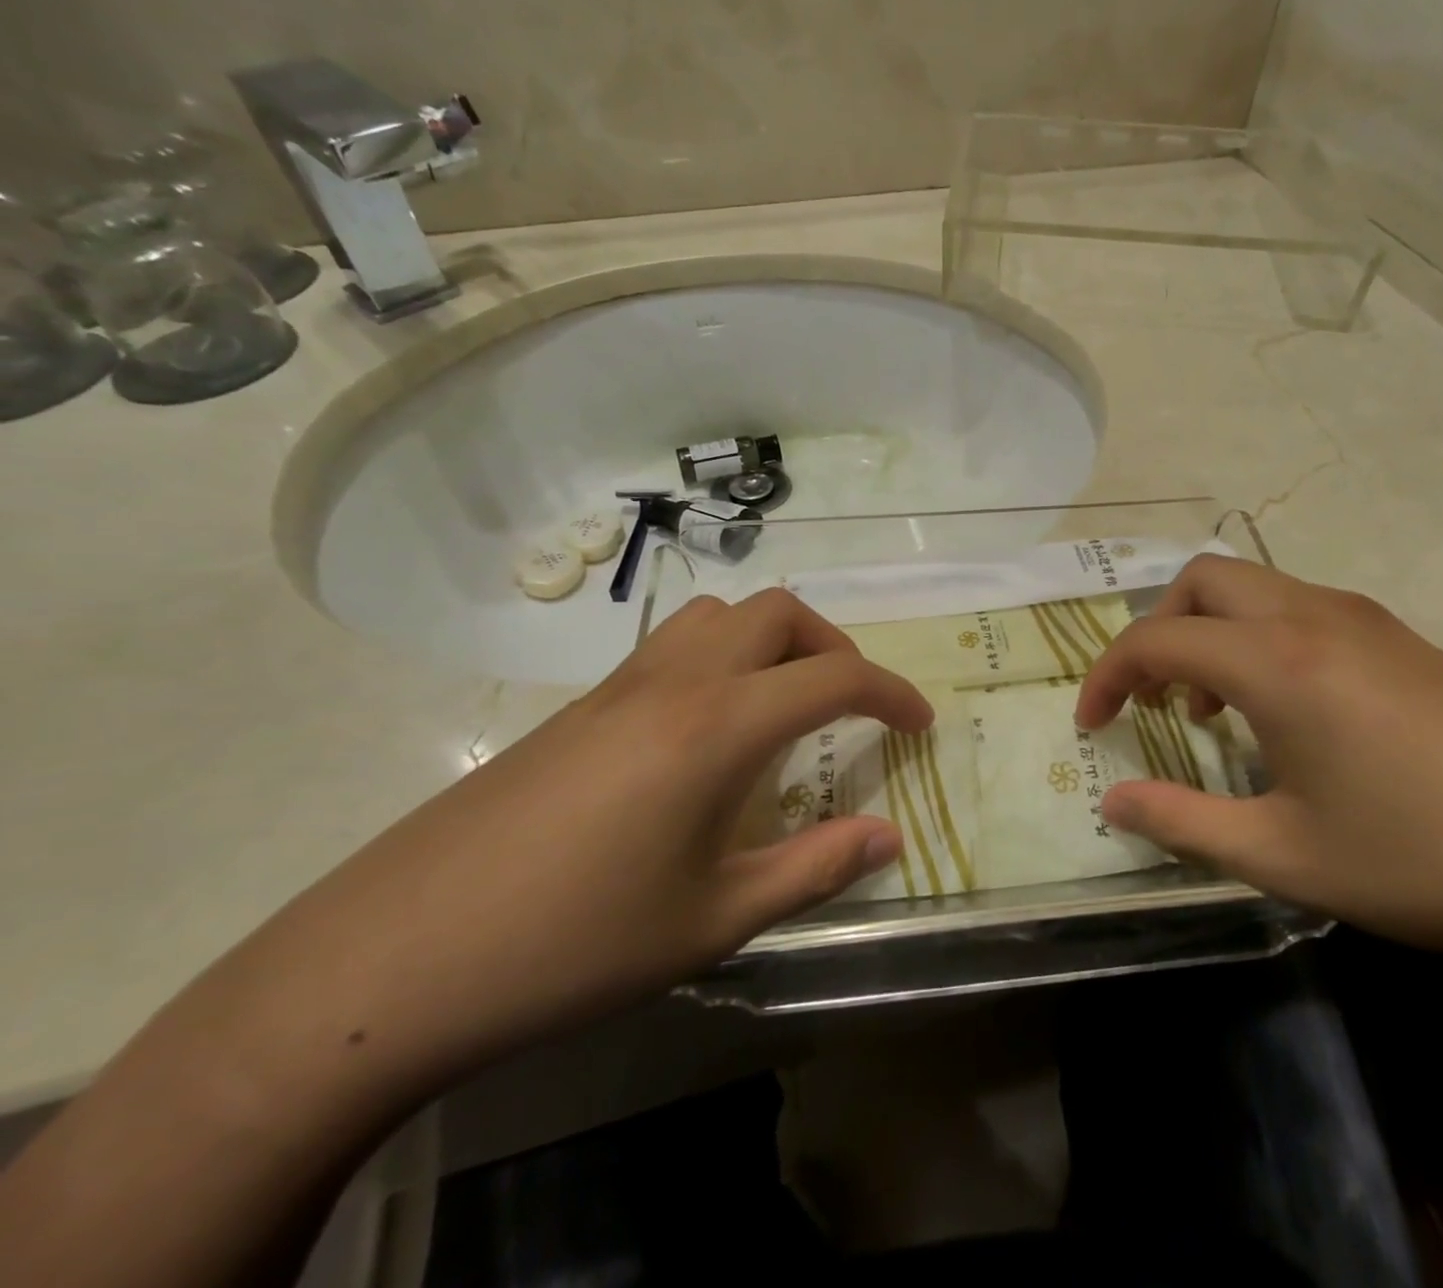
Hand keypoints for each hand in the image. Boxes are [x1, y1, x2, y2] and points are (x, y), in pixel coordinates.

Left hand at [253, 590, 930, 1087]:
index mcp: (718, 726)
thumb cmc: (574, 944)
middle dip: (833, 646)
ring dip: (772, 640)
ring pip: (720, 614)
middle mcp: (676, 682)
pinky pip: (674, 643)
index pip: (834, 678)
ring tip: (784, 702)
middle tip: (850, 706)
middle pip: (777, 612)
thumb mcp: (714, 920)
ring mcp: (620, 684)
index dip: (892, 693)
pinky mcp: (581, 704)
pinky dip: (722, 655)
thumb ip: (815, 869)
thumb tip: (890, 838)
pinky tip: (710, 728)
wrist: (397, 956)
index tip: (919, 724)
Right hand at [1075, 555, 1442, 967]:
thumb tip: (1112, 804)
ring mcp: (1364, 620)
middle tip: (1154, 698)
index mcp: (1276, 662)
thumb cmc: (1427, 859)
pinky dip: (1257, 638)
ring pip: (1253, 588)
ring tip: (1212, 709)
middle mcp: (1312, 617)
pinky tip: (1284, 711)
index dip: (1108, 676)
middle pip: (1202, 580)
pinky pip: (1297, 609)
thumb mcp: (1286, 856)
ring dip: (1210, 631)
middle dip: (1157, 628)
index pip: (1156, 638)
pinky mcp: (1401, 639)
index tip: (1094, 724)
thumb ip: (1183, 824)